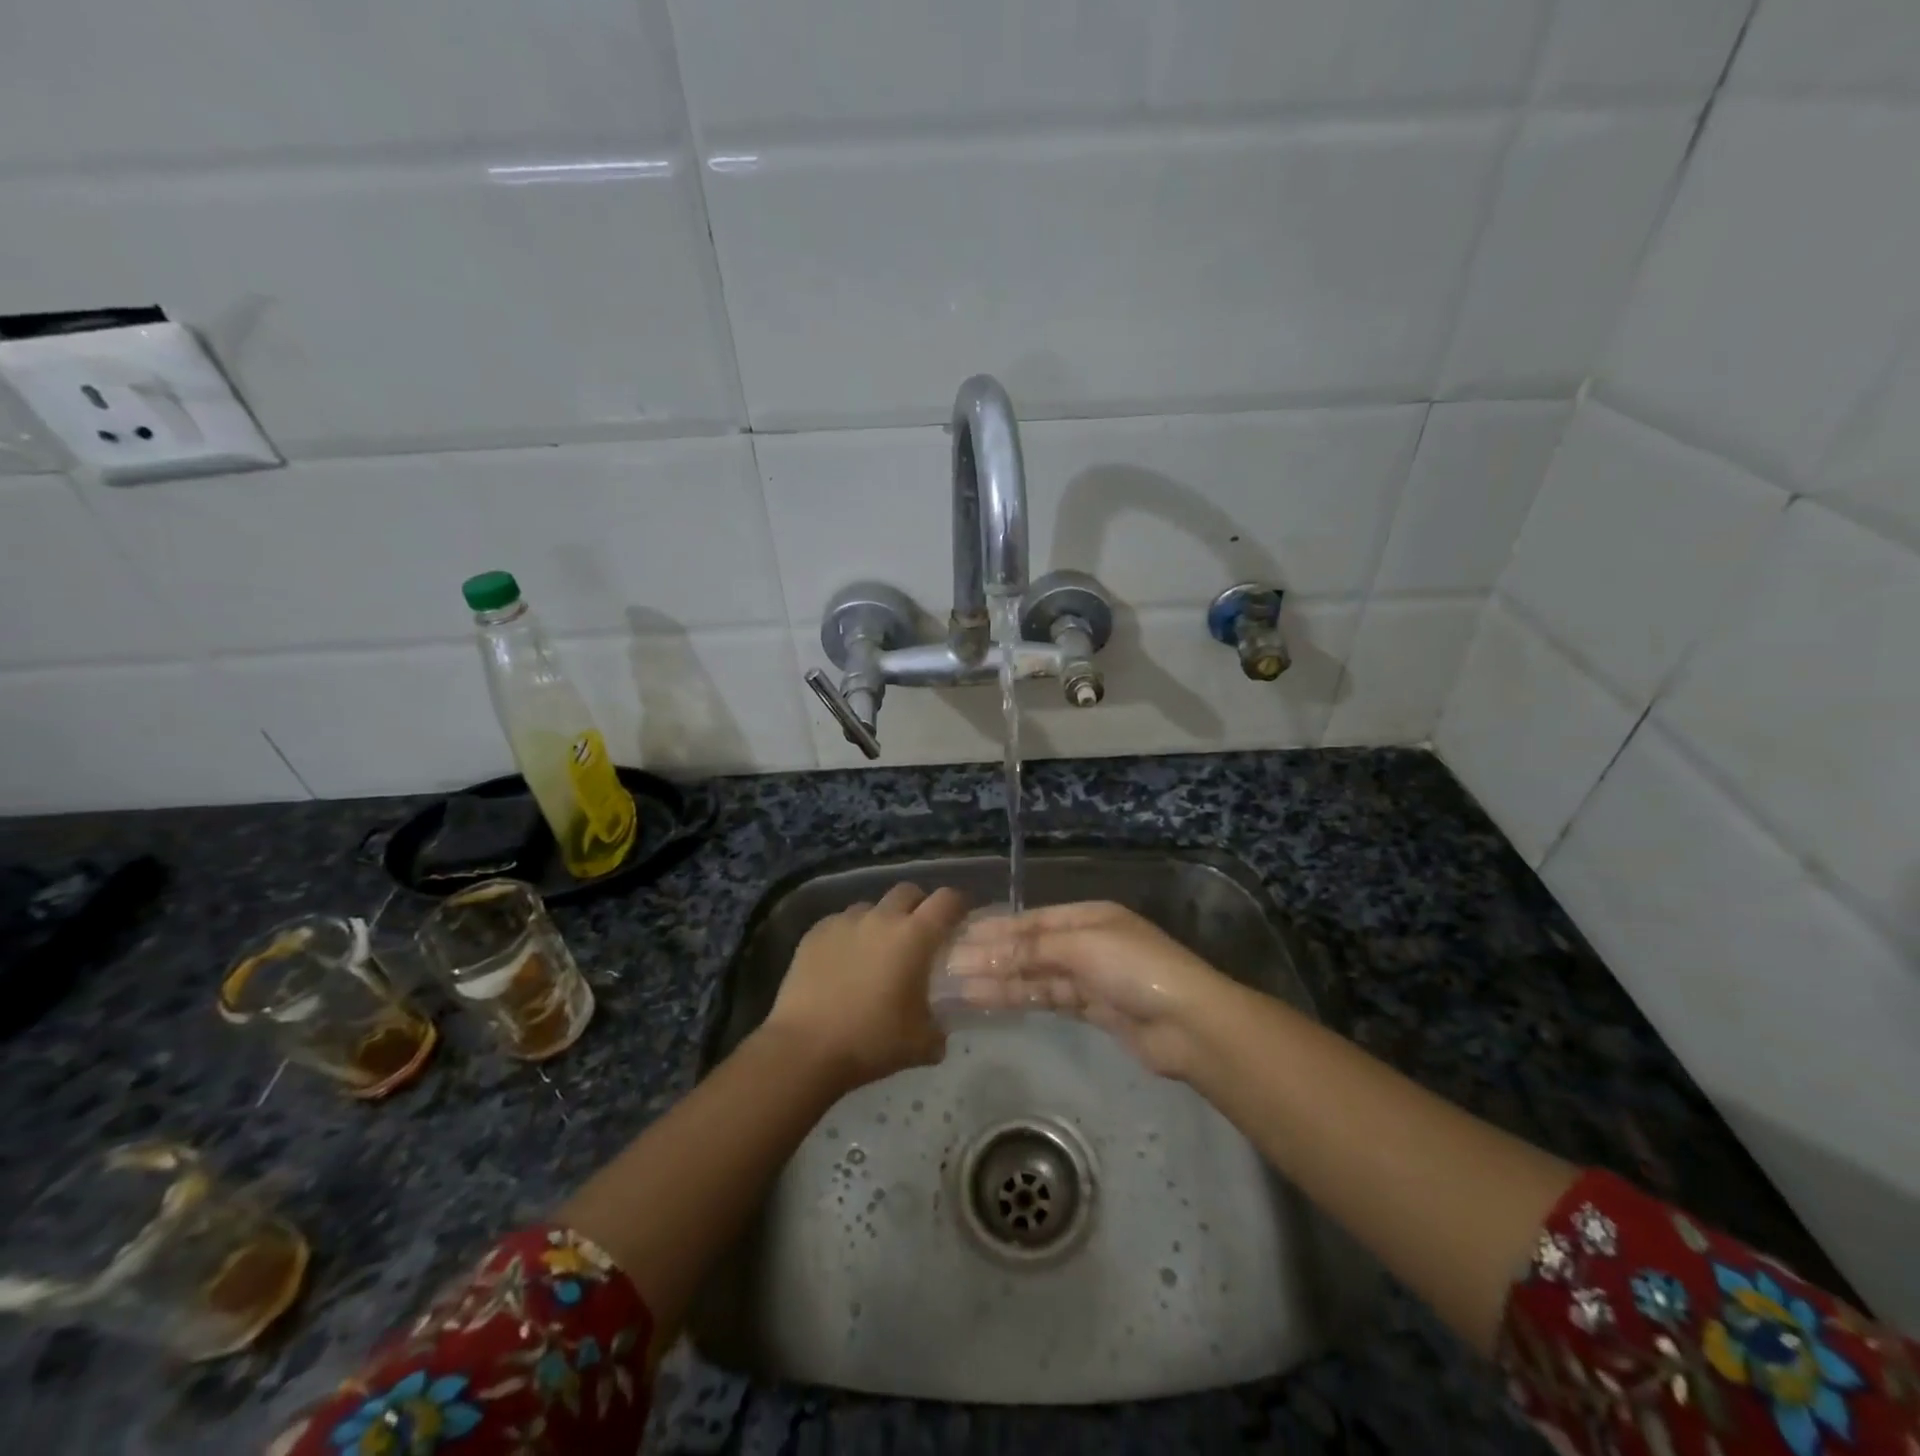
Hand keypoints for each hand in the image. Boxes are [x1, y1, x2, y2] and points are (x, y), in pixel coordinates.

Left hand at [764, 883, 969, 1089]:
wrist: (805, 1048)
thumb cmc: (871, 1041)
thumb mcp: (921, 1045)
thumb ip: (938, 1029)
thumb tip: (939, 1029)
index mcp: (915, 937)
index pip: (947, 900)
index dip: (958, 905)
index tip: (960, 919)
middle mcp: (882, 918)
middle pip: (908, 891)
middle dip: (918, 906)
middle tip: (919, 934)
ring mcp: (845, 922)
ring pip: (872, 906)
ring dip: (881, 920)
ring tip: (877, 950)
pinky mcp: (815, 932)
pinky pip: (841, 922)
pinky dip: (850, 934)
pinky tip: (843, 962)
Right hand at [941, 901, 1235, 1078]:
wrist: (1188, 1025)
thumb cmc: (1135, 970)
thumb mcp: (1081, 948)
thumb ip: (1031, 950)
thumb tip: (983, 950)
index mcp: (1089, 916)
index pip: (1033, 921)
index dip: (997, 929)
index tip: (960, 937)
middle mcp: (1087, 942)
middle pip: (1031, 948)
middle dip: (993, 956)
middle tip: (950, 966)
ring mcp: (1091, 977)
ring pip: (1036, 976)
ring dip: (1000, 980)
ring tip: (960, 987)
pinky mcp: (1094, 1010)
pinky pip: (1049, 999)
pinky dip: (1021, 999)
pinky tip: (991, 1001)